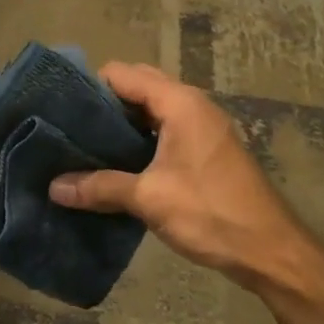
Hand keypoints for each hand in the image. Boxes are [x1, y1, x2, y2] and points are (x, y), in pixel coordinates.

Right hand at [49, 62, 318, 287]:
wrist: (270, 250)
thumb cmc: (210, 212)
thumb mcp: (149, 198)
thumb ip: (100, 187)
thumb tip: (54, 188)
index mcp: (179, 103)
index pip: (123, 74)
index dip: (90, 86)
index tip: (59, 108)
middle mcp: (192, 105)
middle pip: (137, 87)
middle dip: (103, 104)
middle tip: (68, 128)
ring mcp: (202, 126)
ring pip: (151, 110)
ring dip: (122, 123)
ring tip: (85, 145)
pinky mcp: (205, 149)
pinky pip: (164, 129)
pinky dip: (140, 138)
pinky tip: (116, 164)